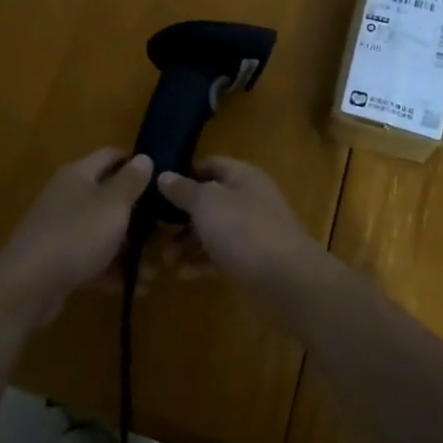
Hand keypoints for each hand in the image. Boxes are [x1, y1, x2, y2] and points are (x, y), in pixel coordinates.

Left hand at [0, 149, 152, 330]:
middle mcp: (68, 197)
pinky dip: (114, 271)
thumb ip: (131, 181)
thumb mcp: (113, 204)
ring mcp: (61, 230)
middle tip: (167, 228)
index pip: (111, 156)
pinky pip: (93, 260)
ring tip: (156, 267)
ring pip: (103, 232)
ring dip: (130, 248)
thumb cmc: (77, 234)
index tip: (163, 178)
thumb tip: (144, 157)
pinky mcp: (59, 261)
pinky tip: (138, 287)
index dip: (136, 163)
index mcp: (78, 174)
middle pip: (108, 197)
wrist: (28, 286)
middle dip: (138, 214)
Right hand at [154, 157, 326, 290]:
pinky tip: (183, 274)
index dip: (184, 174)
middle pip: (209, 201)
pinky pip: (221, 255)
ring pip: (213, 230)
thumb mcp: (206, 203)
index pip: (210, 165)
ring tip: (166, 259)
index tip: (158, 189)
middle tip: (155, 230)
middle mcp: (248, 199)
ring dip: (188, 243)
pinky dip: (202, 262)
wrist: (287, 278)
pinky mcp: (253, 259)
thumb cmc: (243, 229)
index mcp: (242, 176)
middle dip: (180, 216)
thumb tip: (164, 175)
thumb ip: (183, 190)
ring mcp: (252, 230)